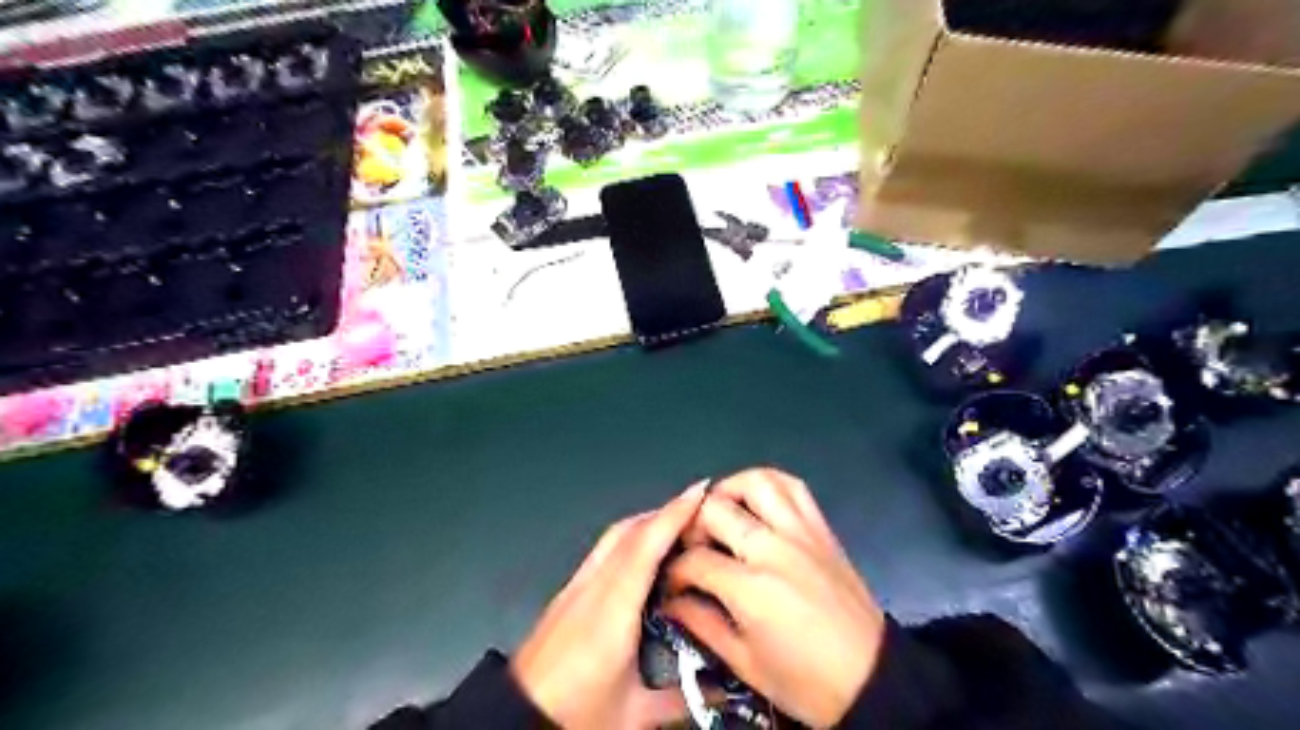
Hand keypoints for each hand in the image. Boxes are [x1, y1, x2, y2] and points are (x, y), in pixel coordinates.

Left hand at [511, 481, 709, 726]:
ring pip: (613, 537)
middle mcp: (592, 588)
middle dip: (665, 511)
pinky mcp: (566, 593)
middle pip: (629, 531)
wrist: (516, 720)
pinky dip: (629, 538)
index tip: (700, 492)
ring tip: (677, 523)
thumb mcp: (633, 715)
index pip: (646, 546)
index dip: (674, 514)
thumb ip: (682, 699)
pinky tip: (644, 551)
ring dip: (646, 522)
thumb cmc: (572, 715)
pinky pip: (603, 550)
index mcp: (612, 612)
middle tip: (699, 507)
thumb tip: (720, 690)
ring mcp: (575, 587)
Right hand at [665, 469, 887, 727]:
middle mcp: (774, 548)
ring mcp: (801, 532)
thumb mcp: (745, 664)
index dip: (675, 571)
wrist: (872, 679)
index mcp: (751, 589)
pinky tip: (756, 502)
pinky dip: (769, 484)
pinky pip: (793, 486)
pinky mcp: (821, 528)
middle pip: (716, 510)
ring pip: (756, 482)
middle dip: (691, 526)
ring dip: (729, 490)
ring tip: (720, 512)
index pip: (695, 560)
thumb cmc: (806, 682)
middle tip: (692, 547)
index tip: (673, 583)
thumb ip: (702, 624)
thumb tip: (671, 600)